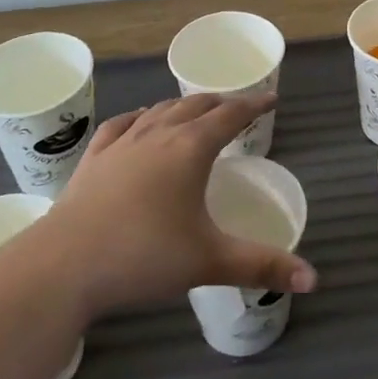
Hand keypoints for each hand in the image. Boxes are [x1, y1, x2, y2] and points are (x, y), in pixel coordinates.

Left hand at [41, 94, 317, 314]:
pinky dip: (138, 117)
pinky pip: (121, 125)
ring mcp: (121, 144)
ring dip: (182, 106)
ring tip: (194, 111)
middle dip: (220, 103)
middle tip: (236, 109)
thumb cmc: (143, 257)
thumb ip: (262, 266)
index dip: (253, 105)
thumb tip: (314, 279)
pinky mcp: (93, 159)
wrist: (63, 266)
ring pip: (159, 111)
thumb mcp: (209, 261)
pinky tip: (139, 120)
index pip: (230, 115)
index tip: (270, 99)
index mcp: (191, 149)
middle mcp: (158, 135)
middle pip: (195, 105)